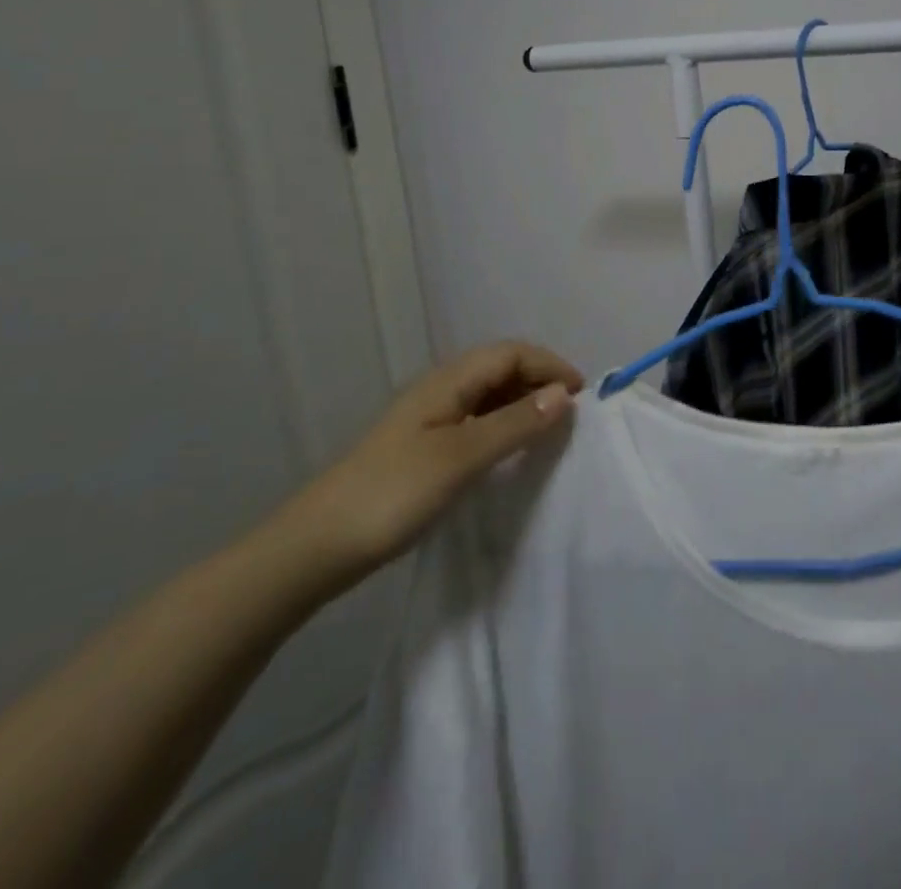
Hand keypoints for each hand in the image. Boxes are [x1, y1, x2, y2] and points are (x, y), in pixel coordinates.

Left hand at [283, 342, 580, 579]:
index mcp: (448, 381)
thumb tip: (565, 394)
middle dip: (540, 381)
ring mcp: (430, 418)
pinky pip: (477, 420)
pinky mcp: (425, 446)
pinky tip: (512, 451)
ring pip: (489, 395)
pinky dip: (504, 426)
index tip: (582, 396)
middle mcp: (441, 390)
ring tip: (550, 433)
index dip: (550, 366)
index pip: (511, 353)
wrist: (317, 546)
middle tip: (571, 415)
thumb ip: (515, 423)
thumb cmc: (394, 493)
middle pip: (501, 368)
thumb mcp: (463, 457)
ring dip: (524, 404)